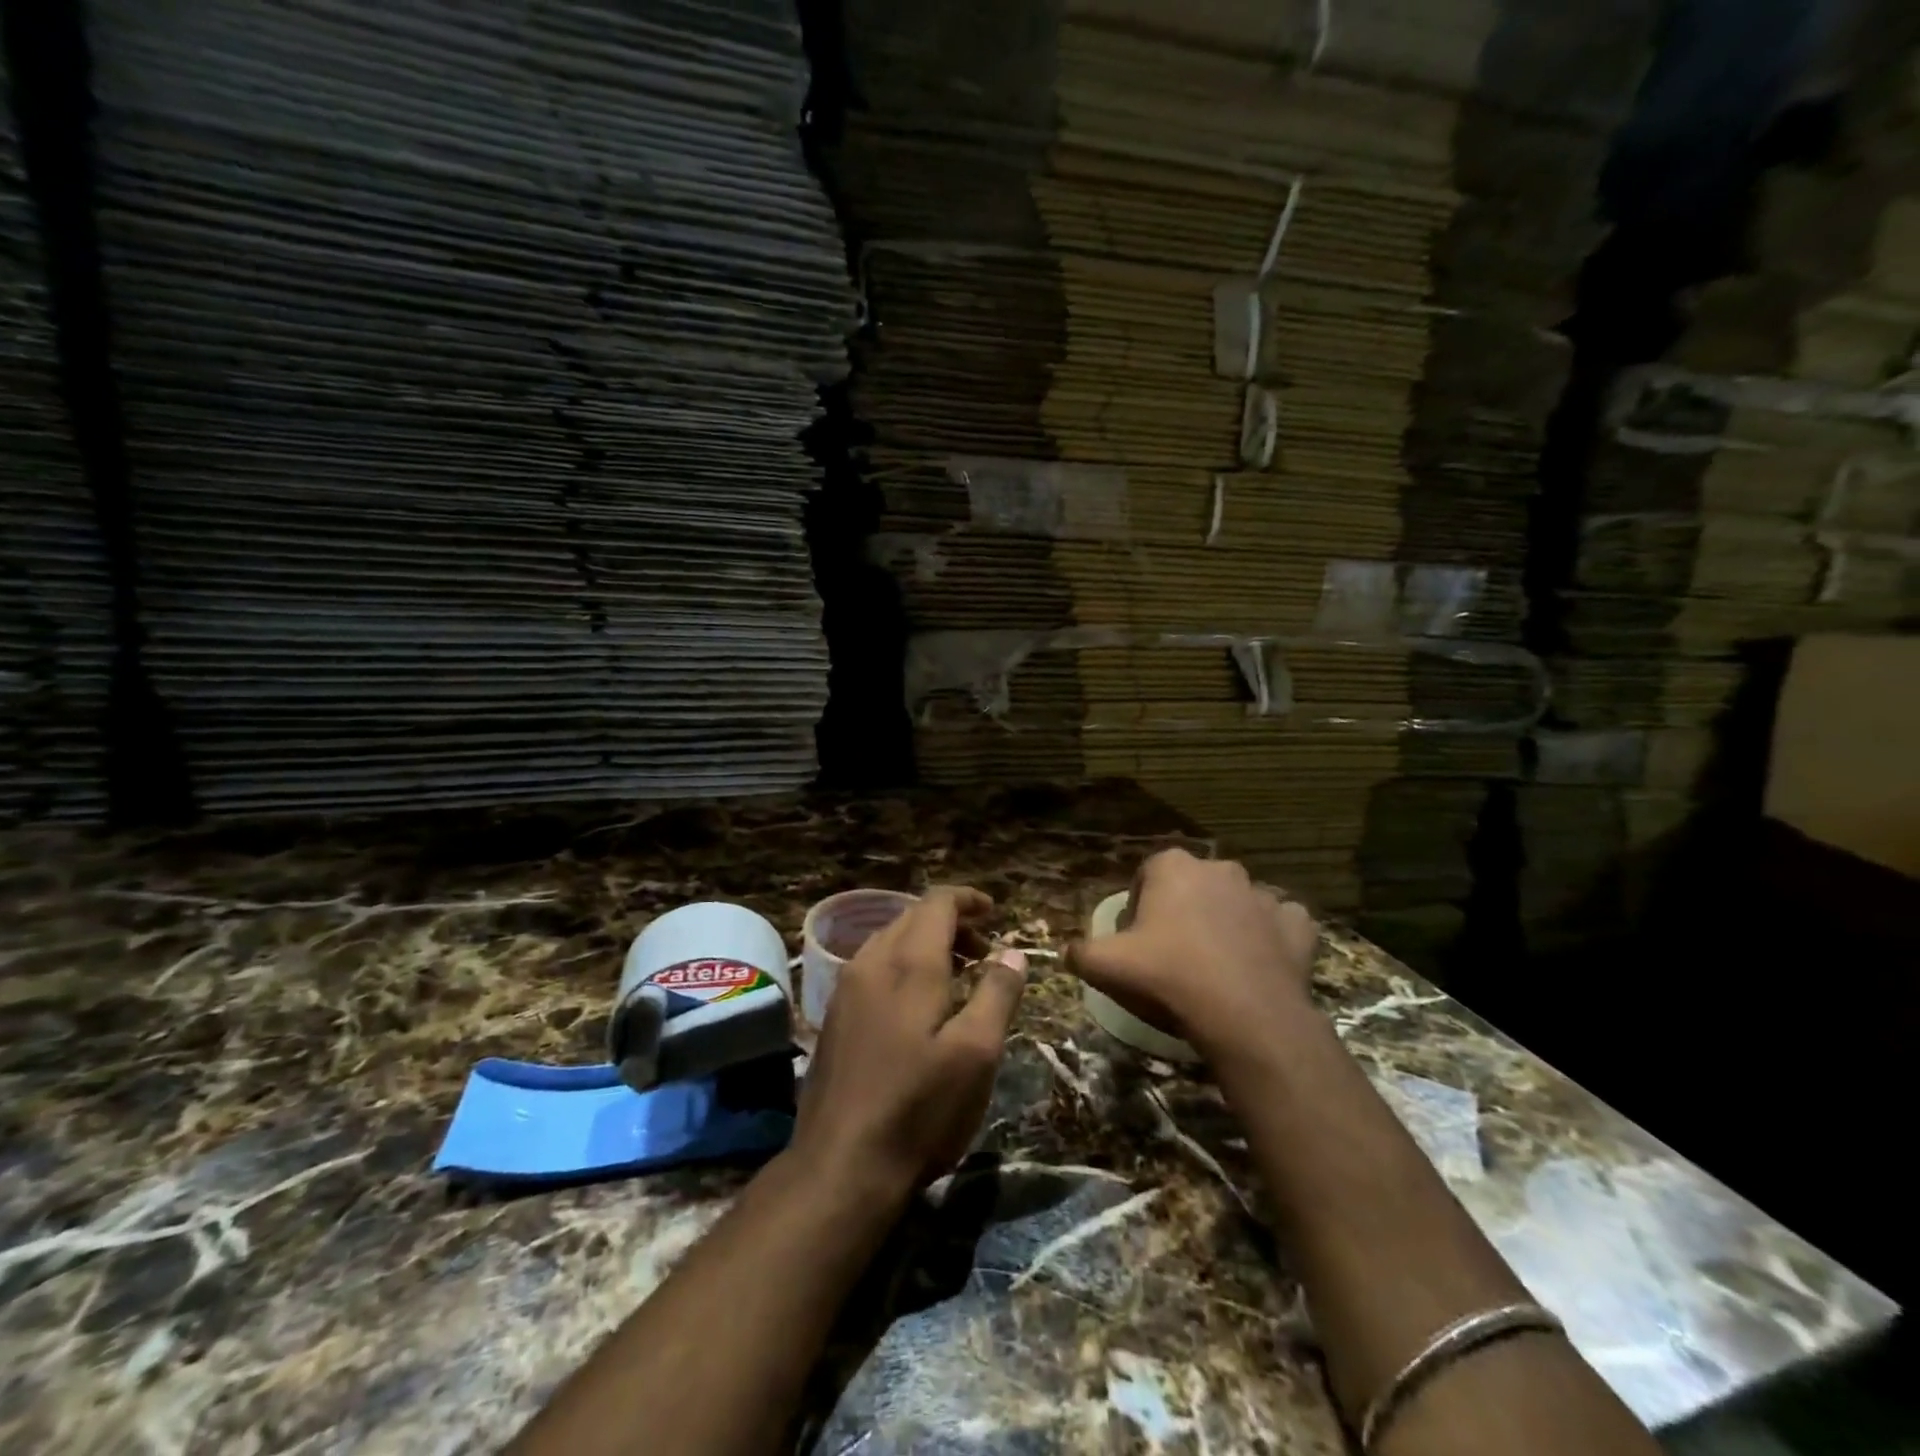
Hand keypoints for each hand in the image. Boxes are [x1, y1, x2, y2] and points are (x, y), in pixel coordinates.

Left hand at [791, 887, 1028, 1199]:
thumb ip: (997, 994)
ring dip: (927, 944)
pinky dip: (904, 965)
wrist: (840, 1165)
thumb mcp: (976, 1053)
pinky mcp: (835, 1016)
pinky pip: (874, 966)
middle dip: (952, 923)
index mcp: (909, 963)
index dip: (968, 900)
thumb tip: (1012, 952)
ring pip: (890, 941)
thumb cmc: (919, 1108)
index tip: (995, 912)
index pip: (937, 902)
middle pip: (912, 917)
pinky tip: (920, 1004)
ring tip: (959, 975)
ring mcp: (847, 989)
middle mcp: (872, 962)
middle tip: (986, 951)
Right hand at [1068, 849, 1318, 1059]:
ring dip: (1227, 923)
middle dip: (1182, 911)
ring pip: (1238, 903)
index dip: (1138, 907)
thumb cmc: (1168, 978)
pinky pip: (1280, 924)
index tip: (1136, 941)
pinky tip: (1259, 965)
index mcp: (1173, 867)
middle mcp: (1220, 869)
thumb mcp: (1105, 966)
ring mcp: (1263, 895)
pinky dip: (1271, 938)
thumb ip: (1080, 953)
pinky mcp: (1297, 925)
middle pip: (1193, 886)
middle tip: (1173, 953)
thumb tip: (1067, 952)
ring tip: (1216, 965)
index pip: (1147, 876)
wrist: (1246, 1018)